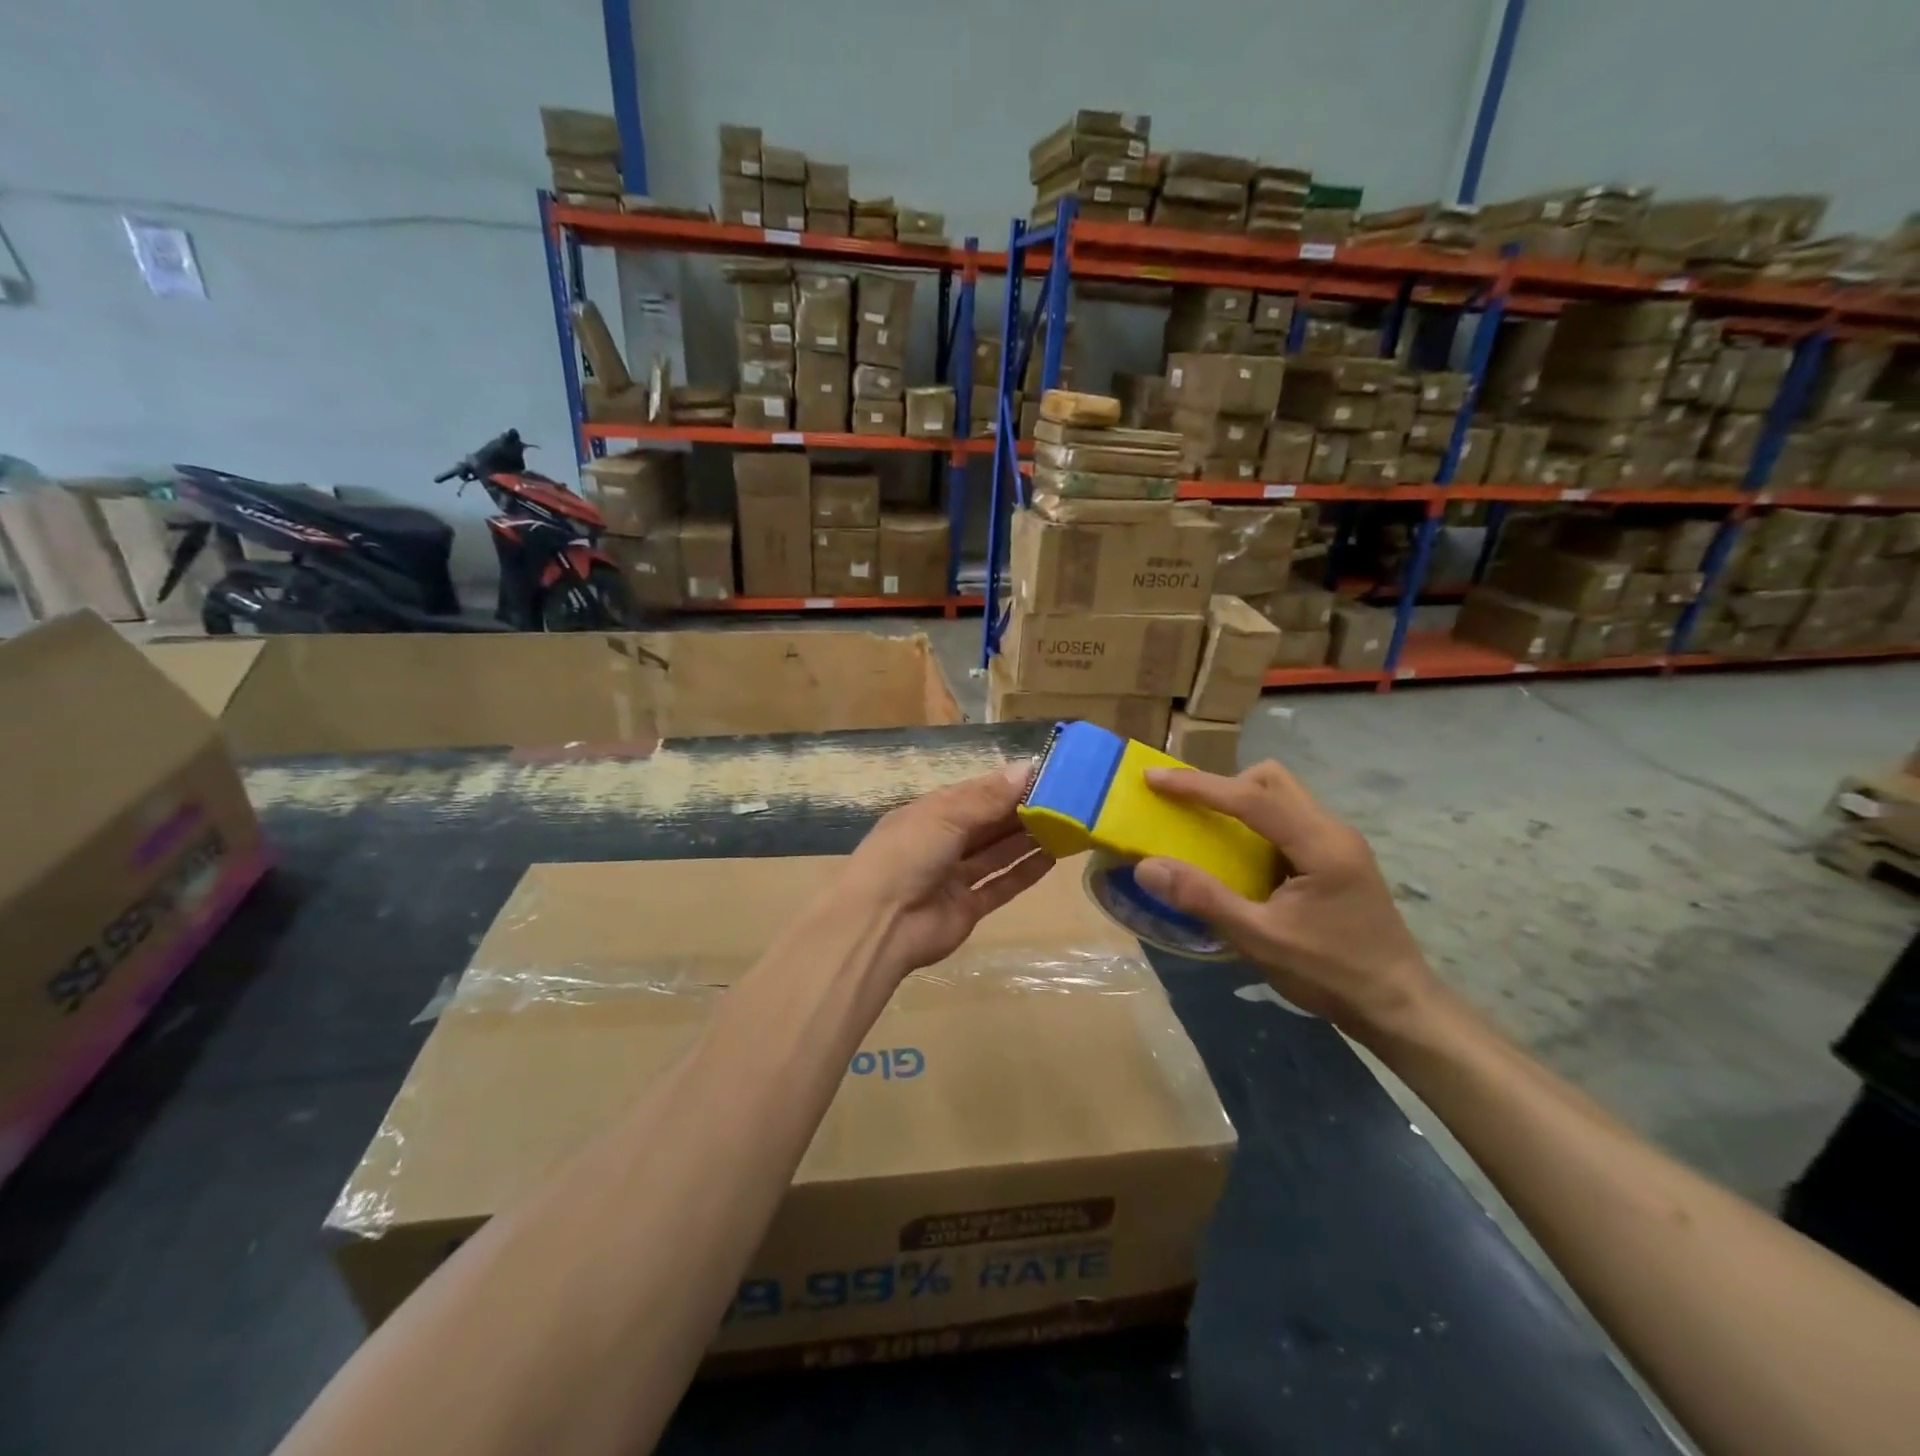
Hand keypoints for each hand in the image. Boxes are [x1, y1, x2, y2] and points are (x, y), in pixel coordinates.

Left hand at [837, 761, 1053, 977]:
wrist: (880, 924)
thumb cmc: (908, 855)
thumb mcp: (945, 815)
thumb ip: (988, 797)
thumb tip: (1028, 767)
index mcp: (931, 813)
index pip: (976, 792)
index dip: (1008, 784)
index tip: (1047, 774)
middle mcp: (943, 841)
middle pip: (989, 823)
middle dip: (1022, 811)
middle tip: (1065, 800)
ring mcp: (954, 876)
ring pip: (997, 853)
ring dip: (1026, 840)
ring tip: (1065, 826)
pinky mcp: (968, 907)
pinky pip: (1000, 885)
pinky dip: (1024, 873)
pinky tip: (1051, 859)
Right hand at [1133, 761, 1437, 1036]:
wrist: (1398, 1007)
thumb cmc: (1331, 974)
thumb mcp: (1260, 940)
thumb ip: (1204, 899)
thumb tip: (1146, 867)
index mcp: (1320, 845)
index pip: (1252, 797)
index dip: (1199, 785)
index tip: (1154, 779)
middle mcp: (1333, 831)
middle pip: (1271, 780)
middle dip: (1223, 784)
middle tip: (1185, 806)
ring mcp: (1339, 843)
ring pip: (1282, 796)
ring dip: (1240, 801)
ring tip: (1206, 827)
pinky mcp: (1337, 857)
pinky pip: (1288, 819)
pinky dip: (1256, 823)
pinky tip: (1241, 856)